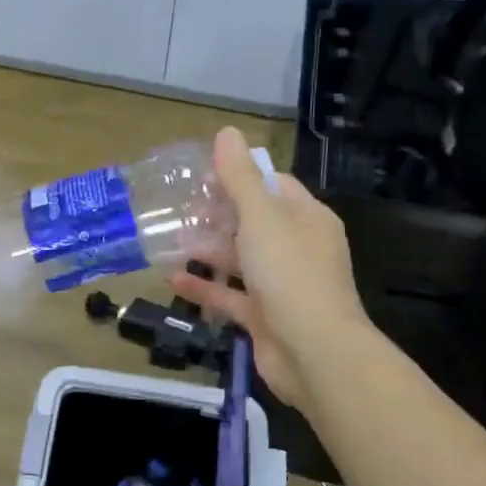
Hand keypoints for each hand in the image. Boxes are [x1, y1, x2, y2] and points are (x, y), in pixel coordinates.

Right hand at [171, 127, 371, 411]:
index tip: (200, 175)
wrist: (315, 353)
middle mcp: (297, 248)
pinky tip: (174, 278)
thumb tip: (227, 133)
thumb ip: (240, 178)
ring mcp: (282, 285)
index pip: (273, 185)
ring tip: (171, 239)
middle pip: (254, 222)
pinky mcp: (265, 316)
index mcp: (306, 218)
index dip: (238, 176)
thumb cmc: (290, 274)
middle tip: (178, 208)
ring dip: (208, 250)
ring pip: (240, 259)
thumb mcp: (262, 217)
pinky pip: (231, 295)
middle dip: (217, 214)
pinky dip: (206, 286)